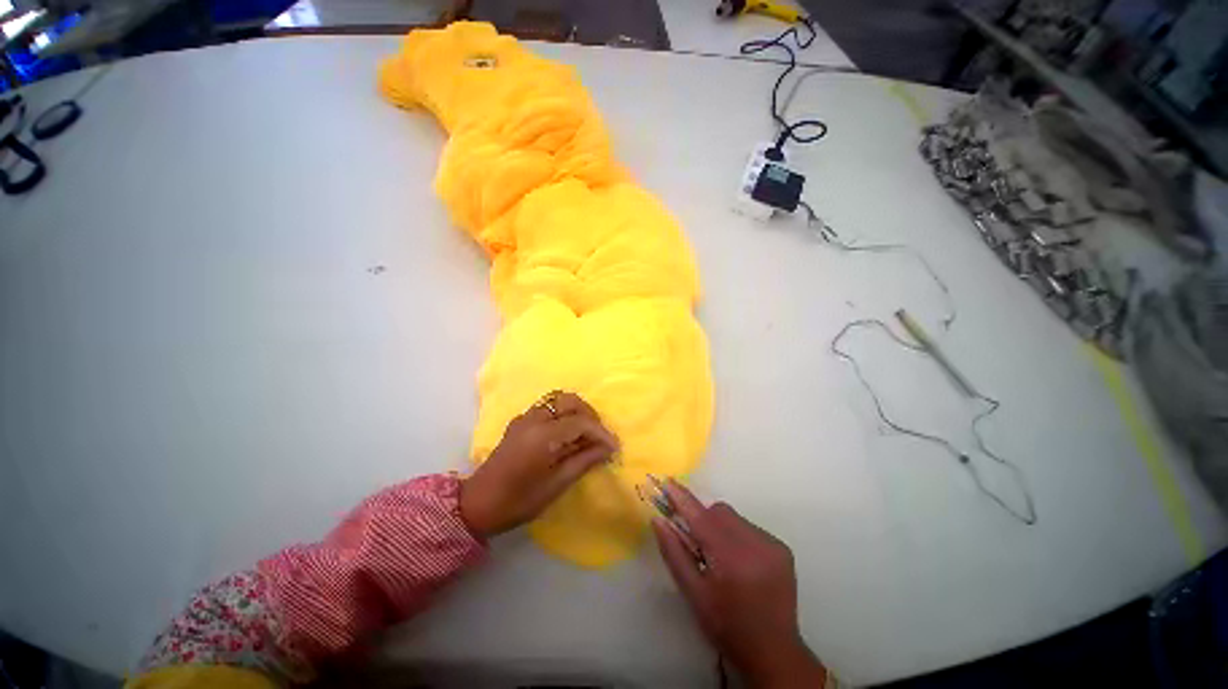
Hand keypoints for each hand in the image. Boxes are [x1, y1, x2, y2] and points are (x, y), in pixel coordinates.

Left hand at [459, 392, 618, 537]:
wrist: (477, 504)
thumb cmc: (519, 500)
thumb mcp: (556, 485)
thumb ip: (584, 461)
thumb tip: (608, 449)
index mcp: (543, 436)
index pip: (580, 422)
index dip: (601, 433)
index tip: (614, 446)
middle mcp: (534, 419)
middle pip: (569, 401)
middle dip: (589, 415)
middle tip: (598, 436)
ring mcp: (524, 418)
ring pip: (557, 400)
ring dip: (575, 411)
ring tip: (585, 433)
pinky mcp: (519, 422)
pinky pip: (546, 408)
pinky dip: (561, 414)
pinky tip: (565, 434)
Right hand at [653, 481, 825, 688]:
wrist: (773, 652)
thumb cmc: (726, 625)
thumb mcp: (693, 593)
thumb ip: (674, 553)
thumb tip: (658, 520)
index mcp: (730, 558)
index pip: (700, 517)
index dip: (682, 498)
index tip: (668, 482)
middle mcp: (754, 544)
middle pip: (719, 512)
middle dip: (703, 519)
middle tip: (697, 543)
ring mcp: (772, 545)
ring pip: (734, 518)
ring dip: (721, 527)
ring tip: (721, 557)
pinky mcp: (782, 549)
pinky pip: (750, 528)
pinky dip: (738, 535)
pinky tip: (740, 561)